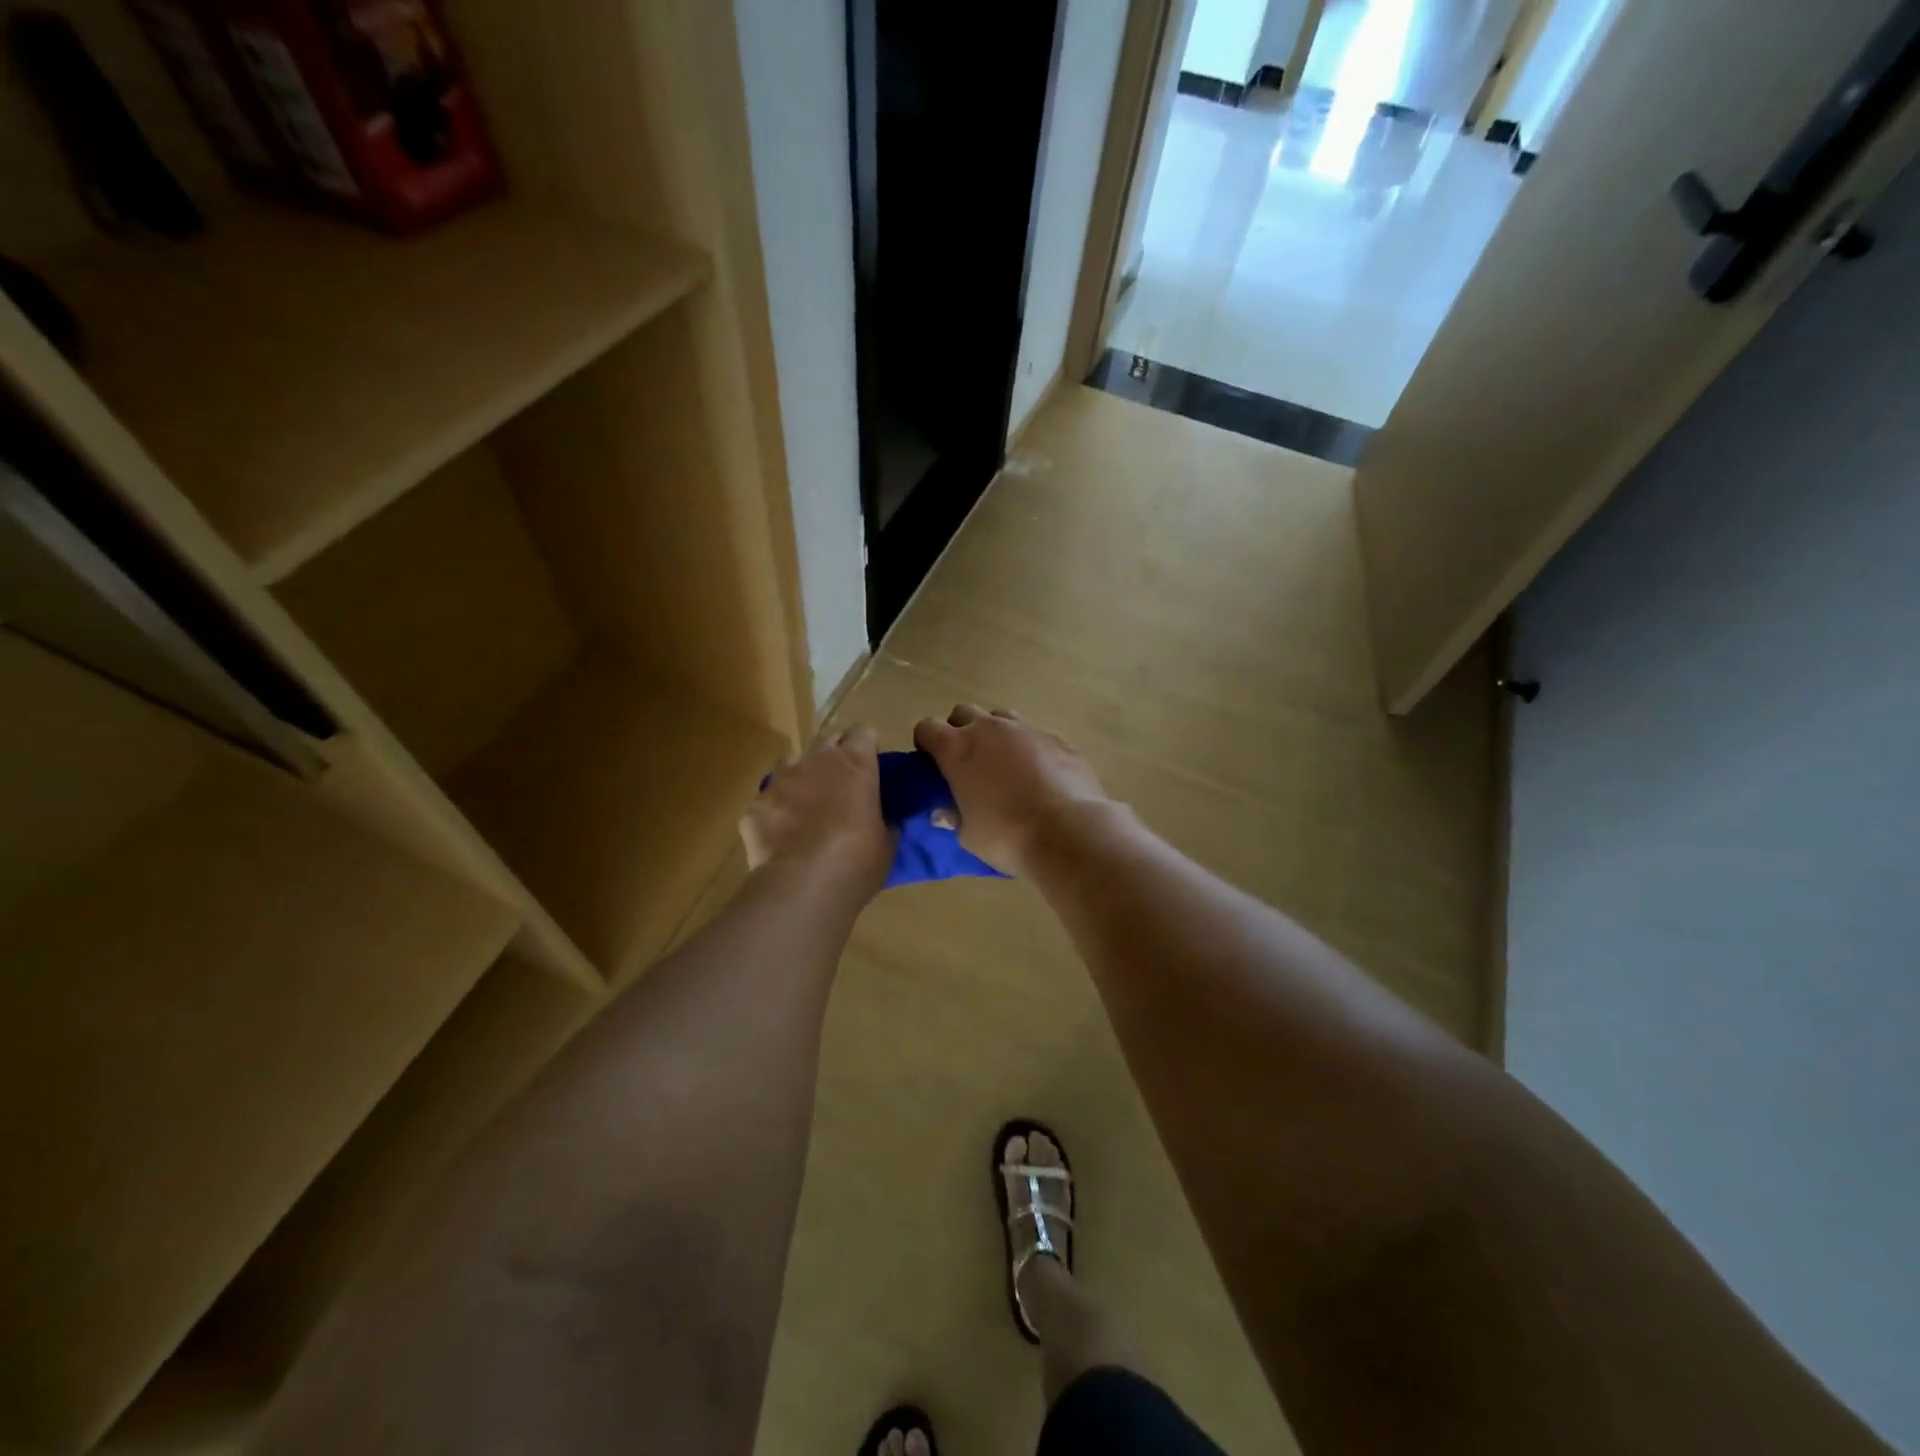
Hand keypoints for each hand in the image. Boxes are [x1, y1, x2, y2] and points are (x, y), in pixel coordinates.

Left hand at [742, 726, 894, 896]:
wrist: (803, 885)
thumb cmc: (858, 860)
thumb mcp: (887, 841)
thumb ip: (886, 820)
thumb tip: (886, 820)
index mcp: (855, 762)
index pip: (864, 732)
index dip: (867, 748)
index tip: (871, 769)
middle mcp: (815, 760)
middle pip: (827, 742)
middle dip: (835, 759)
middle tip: (842, 789)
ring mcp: (780, 780)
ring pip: (792, 763)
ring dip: (802, 778)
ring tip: (808, 808)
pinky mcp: (755, 805)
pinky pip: (768, 800)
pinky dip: (776, 812)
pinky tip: (782, 837)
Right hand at [912, 705, 1111, 873]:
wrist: (1068, 832)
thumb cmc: (1007, 836)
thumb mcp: (969, 836)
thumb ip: (954, 818)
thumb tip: (944, 813)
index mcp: (958, 748)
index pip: (927, 727)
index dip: (926, 743)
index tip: (932, 763)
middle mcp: (990, 729)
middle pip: (964, 712)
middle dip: (960, 731)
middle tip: (967, 762)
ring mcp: (1028, 730)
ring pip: (1002, 718)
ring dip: (996, 735)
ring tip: (1004, 766)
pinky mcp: (1059, 739)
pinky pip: (1036, 736)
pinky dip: (1031, 750)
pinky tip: (1040, 777)